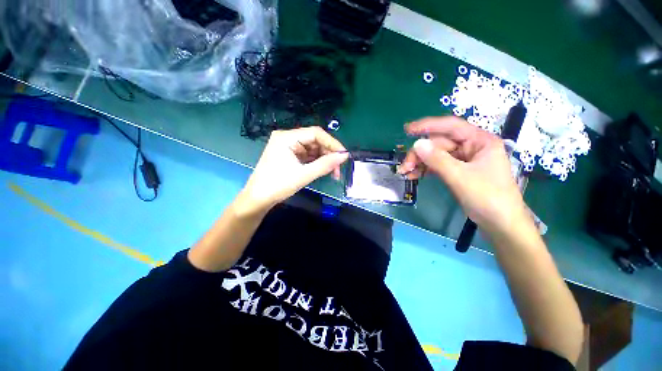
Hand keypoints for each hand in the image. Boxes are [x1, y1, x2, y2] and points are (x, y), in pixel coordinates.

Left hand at [236, 127, 348, 214]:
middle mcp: (287, 138)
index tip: (344, 155)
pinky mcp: (289, 155)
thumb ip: (325, 164)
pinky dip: (316, 162)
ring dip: (324, 159)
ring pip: (313, 148)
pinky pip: (307, 155)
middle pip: (315, 140)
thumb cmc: (277, 186)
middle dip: (328, 154)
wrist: (258, 199)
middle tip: (339, 168)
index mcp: (287, 137)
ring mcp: (288, 147)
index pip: (315, 133)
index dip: (332, 143)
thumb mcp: (304, 175)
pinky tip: (323, 170)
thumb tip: (344, 156)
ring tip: (333, 172)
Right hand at [400, 116, 528, 235]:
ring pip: (436, 155)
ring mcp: (464, 160)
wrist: (500, 224)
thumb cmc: (488, 197)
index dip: (428, 126)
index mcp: (480, 141)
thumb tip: (417, 144)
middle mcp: (471, 147)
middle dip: (420, 154)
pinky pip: (437, 166)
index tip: (408, 130)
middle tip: (404, 167)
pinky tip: (414, 175)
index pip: (451, 126)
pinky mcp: (458, 171)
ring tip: (405, 173)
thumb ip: (437, 159)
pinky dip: (425, 170)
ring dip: (420, 163)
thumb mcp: (460, 177)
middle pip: (439, 144)